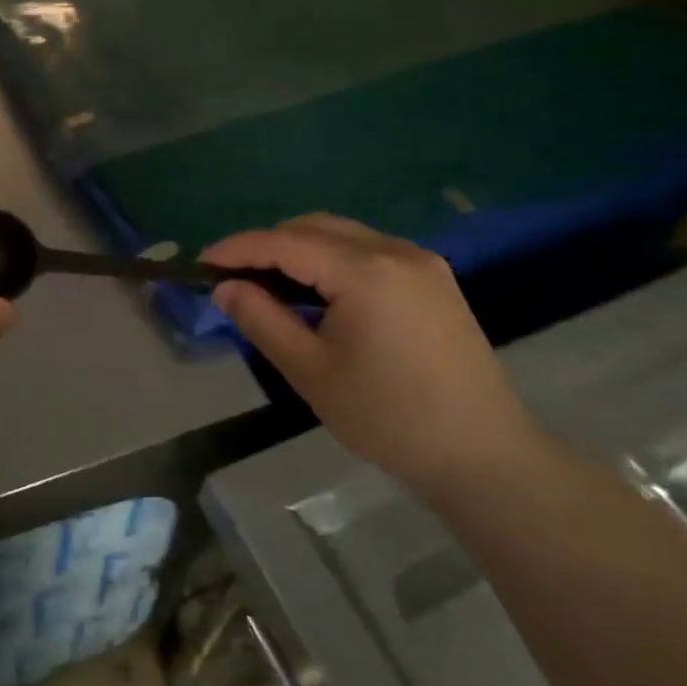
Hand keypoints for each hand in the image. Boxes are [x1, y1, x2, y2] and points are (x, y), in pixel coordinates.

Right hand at [203, 214, 542, 501]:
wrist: (485, 458)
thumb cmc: (389, 418)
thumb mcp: (310, 371)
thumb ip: (262, 319)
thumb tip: (225, 287)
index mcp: (365, 271)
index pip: (284, 243)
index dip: (237, 249)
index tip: (201, 263)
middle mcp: (394, 250)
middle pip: (313, 227)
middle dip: (267, 244)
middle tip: (233, 275)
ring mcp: (420, 261)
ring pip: (341, 233)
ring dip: (299, 248)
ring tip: (270, 282)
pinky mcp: (434, 278)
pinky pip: (368, 248)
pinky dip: (332, 257)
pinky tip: (319, 290)